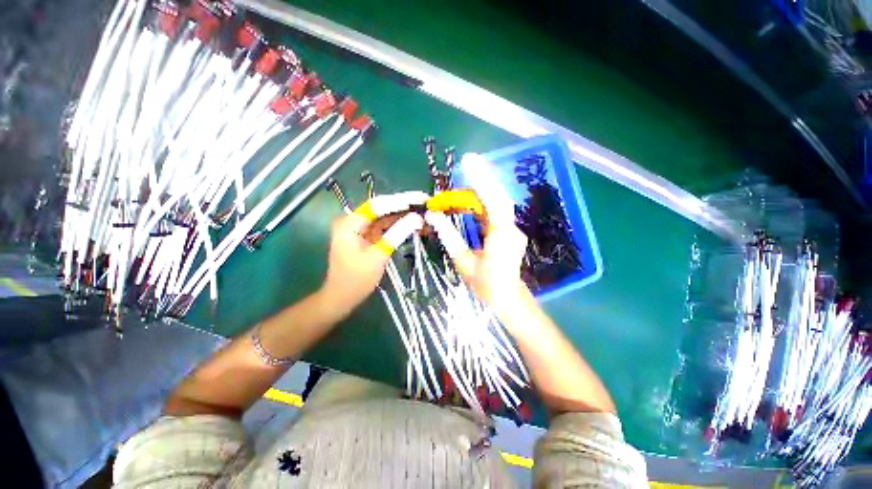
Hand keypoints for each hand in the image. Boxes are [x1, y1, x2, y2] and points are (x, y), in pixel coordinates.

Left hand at [318, 211, 422, 317]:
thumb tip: (417, 218)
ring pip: (385, 218)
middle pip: (382, 209)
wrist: (342, 298)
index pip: (378, 205)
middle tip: (425, 205)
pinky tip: (412, 225)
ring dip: (403, 217)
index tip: (419, 198)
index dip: (400, 201)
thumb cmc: (356, 279)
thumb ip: (397, 234)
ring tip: (423, 214)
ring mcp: (360, 229)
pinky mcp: (366, 237)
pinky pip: (384, 228)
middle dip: (404, 208)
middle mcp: (353, 221)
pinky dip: (397, 227)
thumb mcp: (378, 256)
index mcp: (350, 223)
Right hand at [451, 155, 530, 315]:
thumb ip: (449, 237)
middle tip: (466, 162)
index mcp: (501, 237)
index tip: (468, 162)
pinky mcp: (509, 231)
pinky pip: (496, 211)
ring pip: (497, 202)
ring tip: (465, 178)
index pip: (493, 202)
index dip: (482, 181)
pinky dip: (483, 201)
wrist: (506, 298)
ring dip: (481, 189)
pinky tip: (470, 198)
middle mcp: (511, 229)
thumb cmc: (484, 285)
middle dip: (482, 178)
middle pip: (498, 196)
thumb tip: (433, 216)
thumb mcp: (463, 262)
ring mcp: (512, 229)